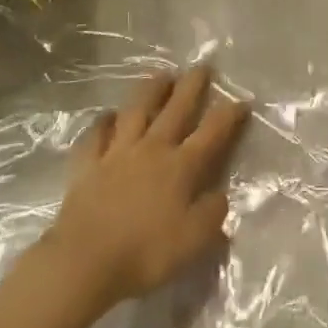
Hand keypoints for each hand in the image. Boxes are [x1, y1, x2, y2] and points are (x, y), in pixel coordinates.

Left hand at [43, 66, 248, 310]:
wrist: (85, 261)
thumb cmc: (144, 253)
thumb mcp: (193, 242)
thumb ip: (212, 214)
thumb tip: (220, 195)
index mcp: (181, 166)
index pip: (212, 132)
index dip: (229, 114)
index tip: (242, 100)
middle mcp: (152, 149)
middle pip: (176, 109)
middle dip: (192, 86)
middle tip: (202, 67)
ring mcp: (117, 152)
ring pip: (136, 110)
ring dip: (150, 90)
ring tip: (161, 75)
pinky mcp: (88, 163)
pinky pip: (96, 135)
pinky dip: (103, 122)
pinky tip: (108, 116)